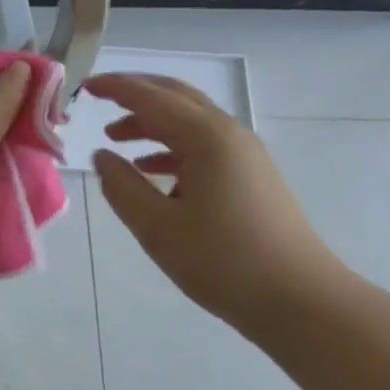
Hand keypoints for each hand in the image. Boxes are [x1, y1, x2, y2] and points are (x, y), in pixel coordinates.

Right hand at [86, 73, 351, 331]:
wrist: (305, 303)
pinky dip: (172, 145)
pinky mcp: (253, 175)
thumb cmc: (225, 263)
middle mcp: (228, 133)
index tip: (84, 86)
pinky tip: (153, 169)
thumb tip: (103, 156)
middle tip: (99, 99)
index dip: (115, 87)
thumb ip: (123, 186)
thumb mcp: (158, 228)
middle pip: (174, 96)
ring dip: (152, 122)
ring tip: (116, 139)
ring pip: (190, 120)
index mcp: (205, 137)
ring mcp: (245, 154)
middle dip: (135, 93)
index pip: (150, 97)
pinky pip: (204, 143)